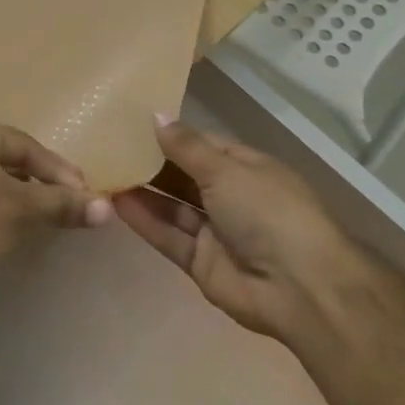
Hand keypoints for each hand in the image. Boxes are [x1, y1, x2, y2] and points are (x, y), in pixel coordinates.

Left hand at [0, 116, 113, 292]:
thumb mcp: (22, 209)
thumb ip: (62, 204)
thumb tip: (108, 208)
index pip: (25, 145)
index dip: (58, 169)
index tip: (85, 193)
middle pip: (8, 160)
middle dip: (41, 182)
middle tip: (70, 204)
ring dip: (21, 196)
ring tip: (47, 217)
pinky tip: (14, 227)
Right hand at [113, 117, 368, 341]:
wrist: (302, 290)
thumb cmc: (270, 213)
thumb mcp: (226, 170)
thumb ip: (186, 146)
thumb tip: (156, 114)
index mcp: (245, 168)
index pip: (201, 145)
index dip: (169, 134)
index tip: (129, 121)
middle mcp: (229, 196)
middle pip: (182, 175)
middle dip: (149, 162)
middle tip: (105, 145)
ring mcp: (214, 231)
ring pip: (171, 205)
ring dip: (141, 190)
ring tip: (102, 170)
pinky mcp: (200, 261)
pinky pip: (167, 235)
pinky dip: (143, 220)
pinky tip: (113, 202)